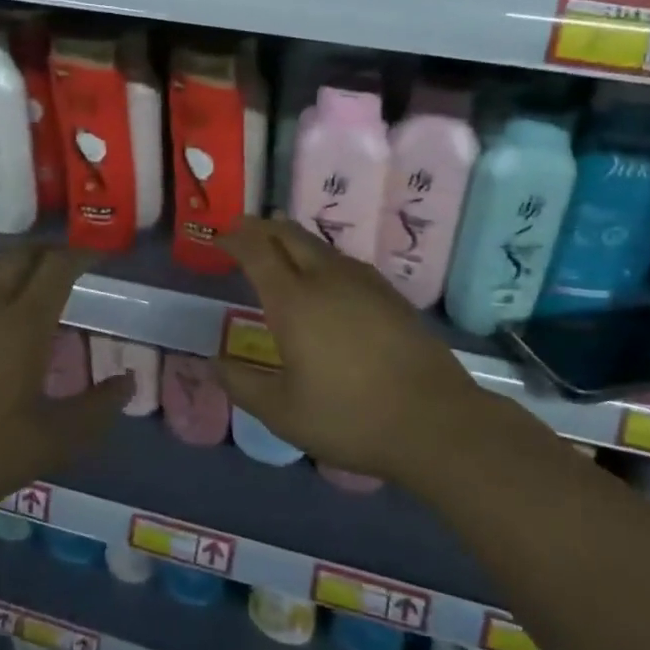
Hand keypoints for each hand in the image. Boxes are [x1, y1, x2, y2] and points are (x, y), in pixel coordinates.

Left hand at [0, 247, 130, 525]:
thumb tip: (129, 380)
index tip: (97, 256)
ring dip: (10, 262)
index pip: (56, 268)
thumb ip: (97, 408)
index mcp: (24, 324)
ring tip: (25, 272)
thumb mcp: (54, 440)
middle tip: (67, 263)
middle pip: (20, 259)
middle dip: (48, 253)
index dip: (80, 255)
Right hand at [213, 218, 497, 486]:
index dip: (236, 239)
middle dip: (263, 228)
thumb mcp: (283, 413)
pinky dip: (322, 257)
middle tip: (244, 230)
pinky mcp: (391, 295)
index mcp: (294, 302)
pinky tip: (326, 275)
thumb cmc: (350, 418)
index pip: (258, 252)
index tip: (221, 236)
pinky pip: (346, 262)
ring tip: (279, 245)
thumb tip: (214, 362)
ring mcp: (365, 284)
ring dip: (294, 240)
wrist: (435, 421)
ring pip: (321, 246)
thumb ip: (242, 384)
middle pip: (290, 236)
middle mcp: (328, 280)